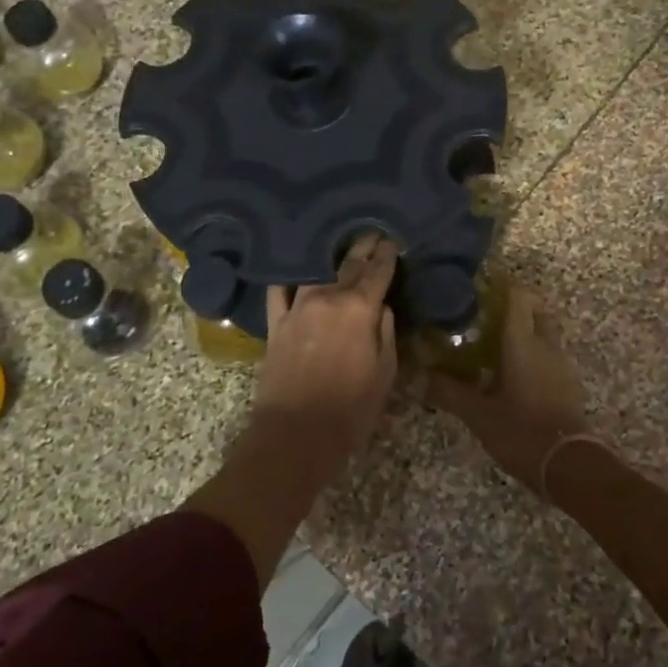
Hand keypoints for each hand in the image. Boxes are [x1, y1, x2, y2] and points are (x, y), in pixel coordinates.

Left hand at [184, 234, 398, 588]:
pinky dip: (287, 278)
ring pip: (315, 271)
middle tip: (371, 232)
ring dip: (329, 256)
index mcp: (359, 309)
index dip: (386, 255)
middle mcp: (328, 298)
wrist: (296, 434)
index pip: (377, 272)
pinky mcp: (275, 324)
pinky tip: (291, 268)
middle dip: (362, 247)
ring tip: (337, 245)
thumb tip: (380, 307)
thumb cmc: (351, 409)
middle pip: (348, 264)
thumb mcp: (385, 374)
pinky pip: (279, 292)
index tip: (391, 240)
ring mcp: (297, 308)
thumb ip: (385, 333)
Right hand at [426, 283, 587, 496]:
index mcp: (523, 343)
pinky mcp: (567, 383)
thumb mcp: (478, 414)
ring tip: (492, 340)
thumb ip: (448, 392)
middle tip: (485, 314)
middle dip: (515, 306)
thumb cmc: (521, 431)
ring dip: (525, 329)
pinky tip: (510, 369)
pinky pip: (549, 354)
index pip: (518, 297)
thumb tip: (416, 377)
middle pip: (535, 310)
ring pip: (544, 332)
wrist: (569, 466)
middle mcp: (546, 345)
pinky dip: (533, 351)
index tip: (479, 286)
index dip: (501, 286)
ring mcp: (561, 364)